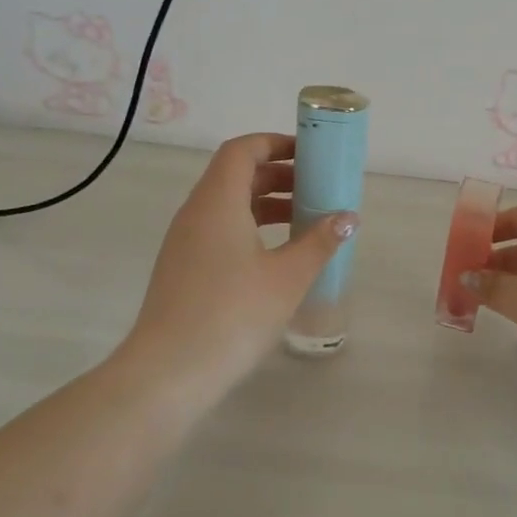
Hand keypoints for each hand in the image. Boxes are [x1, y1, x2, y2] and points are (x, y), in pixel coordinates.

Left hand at [123, 133, 356, 397]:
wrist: (169, 372)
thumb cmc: (233, 314)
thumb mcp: (287, 276)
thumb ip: (320, 241)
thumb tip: (348, 216)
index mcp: (217, 202)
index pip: (242, 150)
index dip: (275, 144)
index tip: (309, 154)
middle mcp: (195, 213)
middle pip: (235, 175)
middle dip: (277, 175)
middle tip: (316, 188)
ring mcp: (184, 242)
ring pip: (227, 205)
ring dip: (265, 204)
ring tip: (304, 221)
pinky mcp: (182, 269)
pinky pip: (219, 230)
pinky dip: (250, 228)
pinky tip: (276, 256)